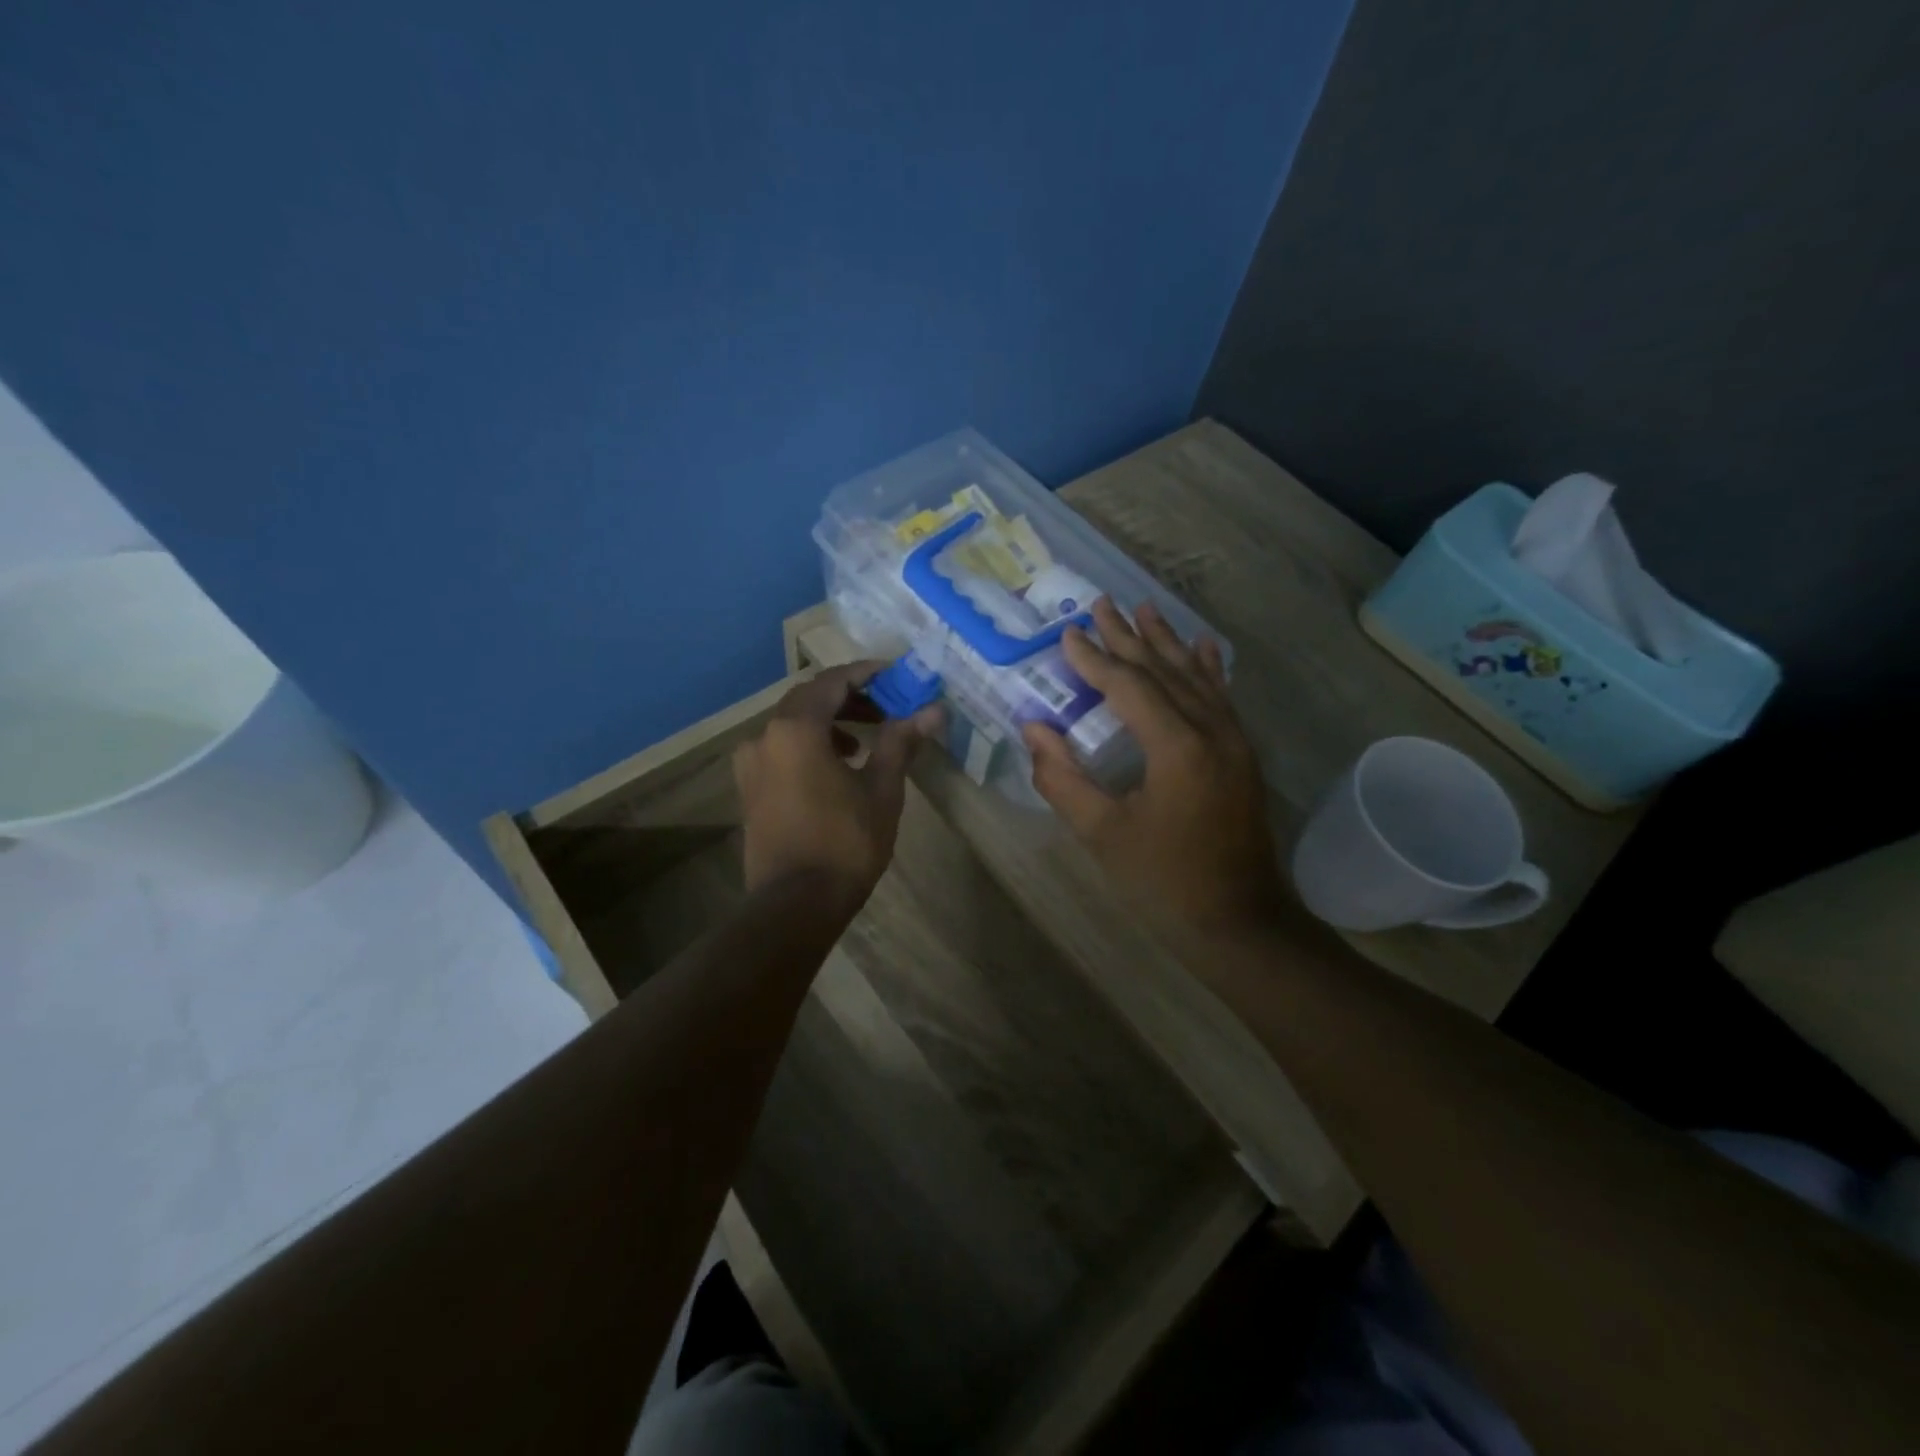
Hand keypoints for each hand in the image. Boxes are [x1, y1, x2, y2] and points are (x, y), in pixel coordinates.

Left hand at [734, 663, 941, 908]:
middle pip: (809, 699)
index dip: (866, 674)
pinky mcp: (749, 788)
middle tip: (886, 707)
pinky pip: (780, 749)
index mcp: (796, 728)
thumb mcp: (881, 789)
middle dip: (849, 698)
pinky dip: (809, 745)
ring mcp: (751, 764)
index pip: (832, 681)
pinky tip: (835, 768)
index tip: (895, 675)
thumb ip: (901, 742)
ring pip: (793, 724)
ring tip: (864, 741)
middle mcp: (765, 736)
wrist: (796, 903)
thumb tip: (933, 710)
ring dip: (829, 722)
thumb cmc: (845, 842)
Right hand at [1022, 598, 1281, 932]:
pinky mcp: (1242, 754)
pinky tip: (1204, 645)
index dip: (1095, 659)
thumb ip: (1062, 779)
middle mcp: (1210, 730)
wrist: (1239, 919)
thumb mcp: (1102, 833)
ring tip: (1144, 609)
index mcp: (1176, 747)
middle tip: (1101, 603)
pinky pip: (1221, 697)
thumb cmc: (1164, 879)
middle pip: (1163, 670)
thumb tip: (1033, 730)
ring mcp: (1233, 740)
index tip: (1067, 633)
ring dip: (1166, 642)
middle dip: (1128, 637)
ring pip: (1195, 676)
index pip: (1128, 686)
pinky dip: (1208, 667)